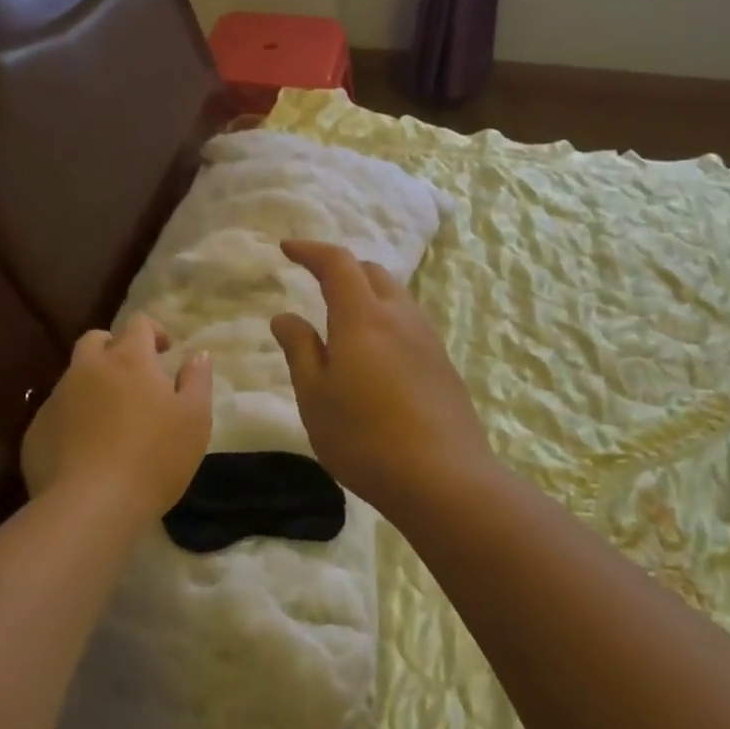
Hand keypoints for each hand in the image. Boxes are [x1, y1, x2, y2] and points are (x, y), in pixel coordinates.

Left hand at [22, 314, 212, 519]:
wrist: (90, 506)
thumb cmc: (154, 457)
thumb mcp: (195, 419)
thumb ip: (197, 380)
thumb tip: (198, 355)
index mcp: (129, 359)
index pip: (138, 323)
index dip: (154, 331)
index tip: (166, 352)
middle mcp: (88, 369)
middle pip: (96, 340)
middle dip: (115, 348)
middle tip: (134, 377)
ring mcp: (57, 399)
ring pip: (74, 377)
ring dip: (93, 385)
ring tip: (111, 419)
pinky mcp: (36, 431)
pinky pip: (57, 413)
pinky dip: (73, 419)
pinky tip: (86, 449)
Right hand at [271, 240, 499, 515]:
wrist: (444, 479)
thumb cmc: (364, 438)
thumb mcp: (315, 397)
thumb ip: (300, 350)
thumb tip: (285, 316)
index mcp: (363, 317)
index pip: (337, 263)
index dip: (311, 250)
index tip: (288, 249)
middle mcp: (400, 317)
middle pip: (372, 272)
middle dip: (341, 268)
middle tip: (316, 281)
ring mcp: (428, 339)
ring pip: (395, 296)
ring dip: (367, 293)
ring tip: (344, 317)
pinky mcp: (443, 364)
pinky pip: (409, 323)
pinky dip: (386, 319)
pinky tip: (376, 353)